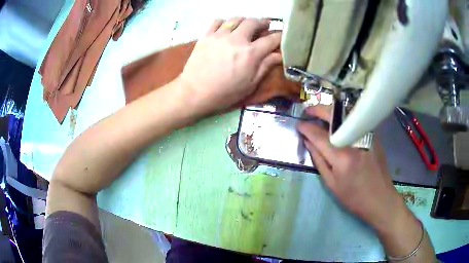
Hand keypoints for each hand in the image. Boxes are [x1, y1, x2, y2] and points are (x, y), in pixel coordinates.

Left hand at [179, 17, 281, 115]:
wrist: (195, 93)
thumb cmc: (225, 93)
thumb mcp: (250, 84)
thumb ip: (265, 66)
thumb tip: (279, 55)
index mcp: (251, 53)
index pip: (271, 39)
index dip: (280, 36)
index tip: (282, 35)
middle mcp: (237, 39)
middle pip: (253, 22)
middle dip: (262, 23)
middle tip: (264, 26)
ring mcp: (220, 35)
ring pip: (236, 19)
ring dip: (244, 21)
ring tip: (245, 26)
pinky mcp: (206, 36)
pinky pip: (217, 21)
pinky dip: (224, 22)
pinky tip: (225, 28)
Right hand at [297, 105, 407, 230]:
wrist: (380, 199)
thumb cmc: (354, 197)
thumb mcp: (331, 184)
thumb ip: (319, 160)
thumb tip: (308, 142)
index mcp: (342, 157)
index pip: (319, 135)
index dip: (306, 128)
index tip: (299, 124)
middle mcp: (354, 142)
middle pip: (334, 116)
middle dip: (318, 110)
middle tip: (308, 111)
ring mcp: (366, 136)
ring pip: (346, 114)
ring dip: (331, 110)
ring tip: (321, 115)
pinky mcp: (373, 136)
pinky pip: (355, 121)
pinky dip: (343, 118)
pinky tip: (338, 123)